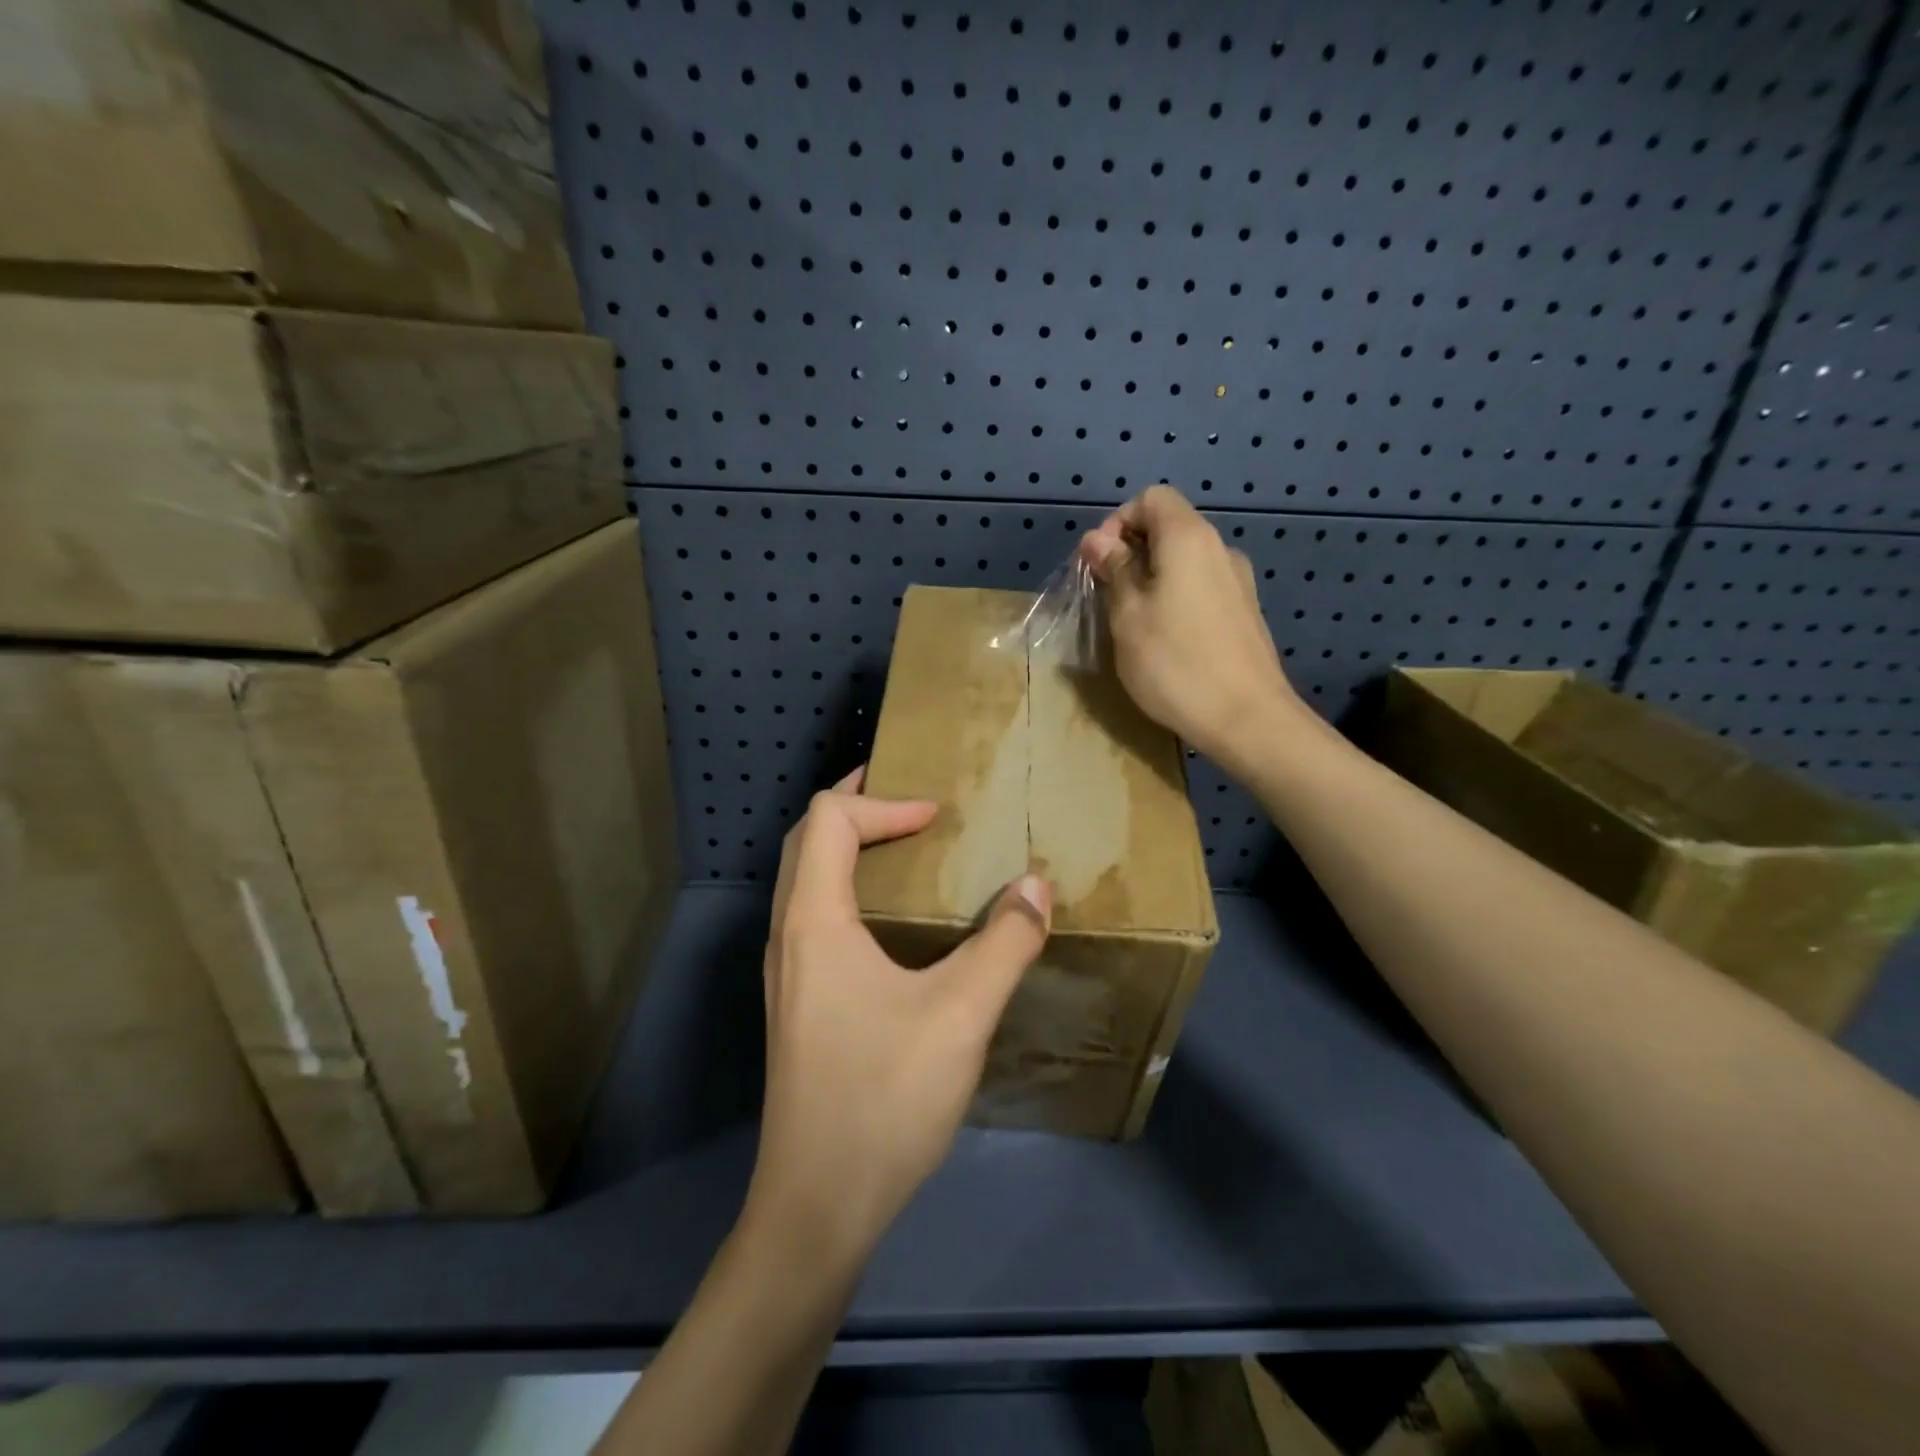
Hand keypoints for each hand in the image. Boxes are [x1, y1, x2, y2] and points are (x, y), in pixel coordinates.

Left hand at [748, 769, 1052, 1264]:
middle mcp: (788, 935)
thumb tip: (1035, 886)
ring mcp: (788, 972)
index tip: (937, 819)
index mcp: (814, 920)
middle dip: (857, 806)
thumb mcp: (961, 1016)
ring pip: (806, 880)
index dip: (883, 802)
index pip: (828, 819)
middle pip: (807, 840)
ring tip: (908, 851)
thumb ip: (1004, 944)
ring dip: (849, 848)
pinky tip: (897, 925)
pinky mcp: (798, 1003)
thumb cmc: (883, 1099)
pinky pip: (816, 917)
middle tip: (912, 802)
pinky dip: (850, 889)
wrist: (817, 1207)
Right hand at [1079, 485, 1307, 776]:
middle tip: (1107, 596)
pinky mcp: (1244, 612)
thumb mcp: (1128, 616)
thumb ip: (1114, 570)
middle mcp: (1219, 548)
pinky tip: (1165, 638)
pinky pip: (1201, 586)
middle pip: (1169, 527)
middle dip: (1130, 552)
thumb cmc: (1176, 664)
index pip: (1150, 499)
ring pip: (1184, 560)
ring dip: (1151, 578)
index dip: (1117, 522)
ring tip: (1132, 622)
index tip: (1100, 565)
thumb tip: (1096, 539)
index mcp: (1189, 538)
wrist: (1247, 719)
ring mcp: (1237, 581)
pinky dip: (1175, 597)